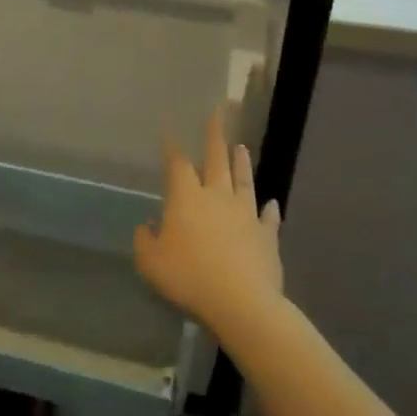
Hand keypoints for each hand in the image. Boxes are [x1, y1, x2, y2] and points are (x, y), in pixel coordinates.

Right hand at [133, 108, 284, 334]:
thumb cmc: (188, 277)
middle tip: (217, 113)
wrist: (241, 302)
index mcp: (186, 198)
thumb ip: (145, 240)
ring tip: (241, 147)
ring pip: (244, 180)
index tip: (169, 132)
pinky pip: (268, 217)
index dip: (172, 148)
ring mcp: (246, 214)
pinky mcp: (267, 235)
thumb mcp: (150, 263)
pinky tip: (271, 203)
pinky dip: (269, 209)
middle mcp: (217, 197)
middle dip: (214, 135)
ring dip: (242, 162)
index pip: (177, 164)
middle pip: (216, 160)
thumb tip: (148, 226)